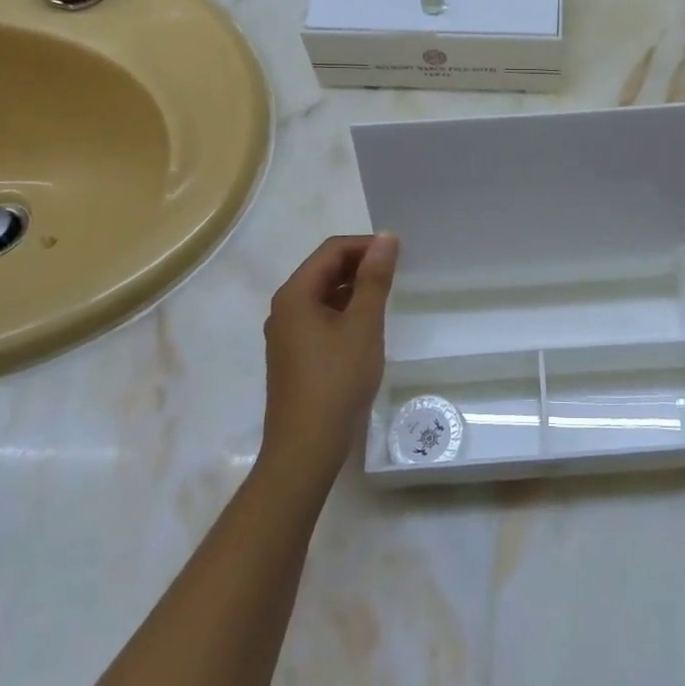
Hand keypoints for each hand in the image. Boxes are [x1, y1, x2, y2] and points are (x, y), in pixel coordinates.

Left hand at [260, 234, 398, 493]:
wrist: (306, 447)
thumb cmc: (336, 380)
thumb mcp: (363, 325)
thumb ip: (375, 279)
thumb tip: (387, 238)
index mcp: (295, 294)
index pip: (331, 250)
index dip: (366, 245)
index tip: (400, 254)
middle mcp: (285, 308)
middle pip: (324, 269)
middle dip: (360, 265)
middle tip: (398, 274)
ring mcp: (287, 334)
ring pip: (323, 295)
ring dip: (354, 289)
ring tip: (387, 298)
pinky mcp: (294, 356)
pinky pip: (321, 318)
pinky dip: (345, 312)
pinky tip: (367, 328)